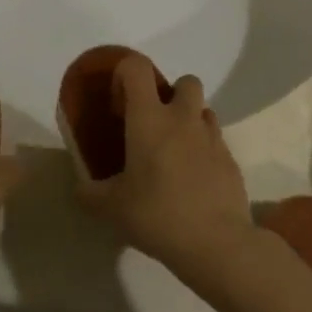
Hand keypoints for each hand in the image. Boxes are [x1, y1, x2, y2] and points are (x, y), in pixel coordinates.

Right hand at [71, 55, 253, 275]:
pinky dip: (204, 151)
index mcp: (149, 119)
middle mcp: (183, 118)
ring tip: (175, 152)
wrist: (215, 243)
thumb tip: (80, 188)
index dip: (125, 73)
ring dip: (190, 121)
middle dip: (171, 93)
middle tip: (154, 124)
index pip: (137, 68)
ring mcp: (212, 138)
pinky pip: (216, 142)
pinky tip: (193, 179)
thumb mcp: (111, 208)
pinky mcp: (231, 160)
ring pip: (204, 110)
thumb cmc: (157, 215)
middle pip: (185, 81)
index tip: (118, 100)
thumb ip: (90, 194)